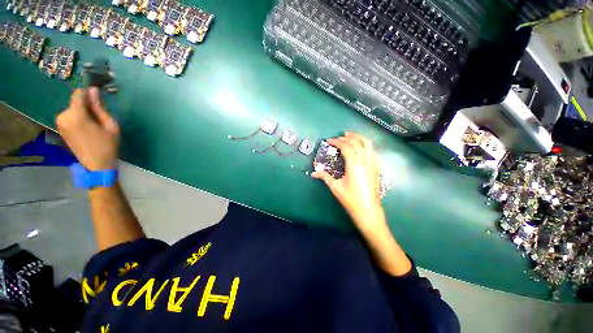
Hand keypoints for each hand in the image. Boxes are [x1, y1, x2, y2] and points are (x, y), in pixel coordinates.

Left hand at [56, 88, 119, 169]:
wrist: (96, 165)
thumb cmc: (107, 145)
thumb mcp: (110, 126)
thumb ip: (100, 107)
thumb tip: (94, 90)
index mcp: (76, 115)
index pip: (78, 94)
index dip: (88, 93)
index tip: (98, 97)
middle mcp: (63, 116)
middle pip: (75, 102)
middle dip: (86, 105)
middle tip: (100, 116)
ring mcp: (60, 123)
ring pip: (72, 109)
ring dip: (82, 112)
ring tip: (94, 124)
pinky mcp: (60, 128)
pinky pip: (69, 116)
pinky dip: (78, 117)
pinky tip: (87, 127)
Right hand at [312, 132, 383, 228]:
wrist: (368, 211)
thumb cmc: (351, 199)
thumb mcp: (335, 187)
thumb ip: (324, 177)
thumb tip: (313, 173)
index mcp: (354, 165)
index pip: (346, 147)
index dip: (337, 142)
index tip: (329, 141)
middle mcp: (365, 162)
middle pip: (358, 142)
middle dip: (348, 137)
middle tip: (340, 136)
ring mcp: (373, 164)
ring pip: (368, 145)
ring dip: (359, 138)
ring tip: (351, 137)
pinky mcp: (376, 169)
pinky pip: (373, 152)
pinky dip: (366, 146)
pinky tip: (361, 149)